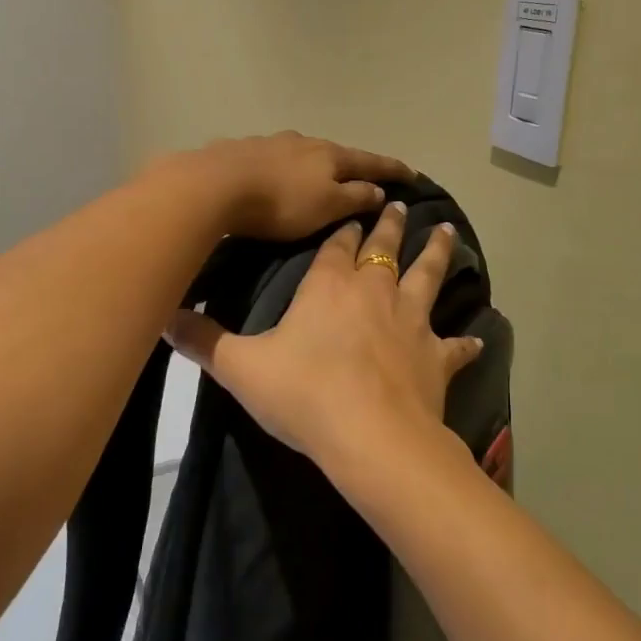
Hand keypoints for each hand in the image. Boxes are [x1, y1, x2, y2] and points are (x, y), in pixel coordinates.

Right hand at [166, 201, 483, 473]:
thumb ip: (203, 340)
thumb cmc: (304, 393)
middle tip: (400, 205)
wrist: (370, 436)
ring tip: (448, 231)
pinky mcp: (436, 356)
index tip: (351, 212)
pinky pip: (454, 345)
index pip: (337, 245)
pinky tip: (477, 340)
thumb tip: (162, 316)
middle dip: (390, 225)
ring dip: (438, 253)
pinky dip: (464, 342)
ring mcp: (411, 321)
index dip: (343, 229)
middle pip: (386, 248)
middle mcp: (375, 291)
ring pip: (428, 276)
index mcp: (330, 286)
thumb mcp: (241, 367)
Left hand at [186, 131, 414, 240]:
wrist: (217, 184)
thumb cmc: (281, 202)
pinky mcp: (244, 150)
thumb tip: (379, 189)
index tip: (412, 174)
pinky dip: (286, 169)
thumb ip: (355, 197)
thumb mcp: (327, 206)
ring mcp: (272, 142)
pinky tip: (278, 176)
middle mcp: (305, 141)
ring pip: (304, 153)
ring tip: (319, 178)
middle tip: (364, 177)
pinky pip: (275, 159)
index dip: (393, 169)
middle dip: (352, 165)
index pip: (371, 161)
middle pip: (336, 153)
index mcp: (331, 155)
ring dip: (316, 165)